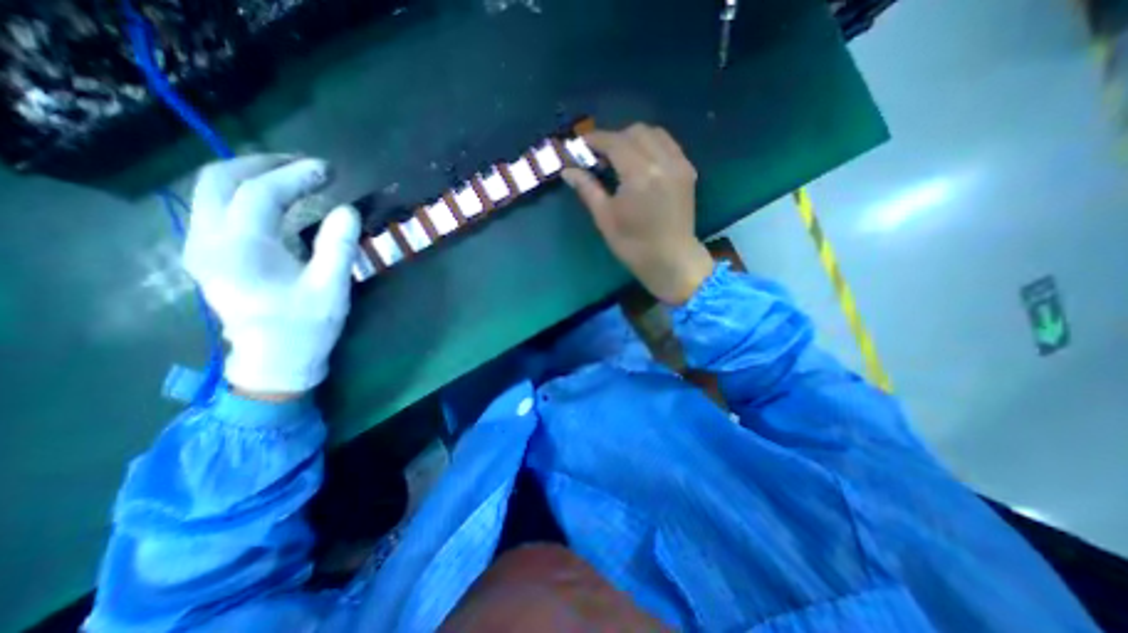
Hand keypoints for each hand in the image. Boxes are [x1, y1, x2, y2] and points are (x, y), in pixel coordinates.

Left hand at [187, 154, 361, 396]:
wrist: (274, 360)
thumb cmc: (306, 327)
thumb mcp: (331, 288)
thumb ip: (338, 246)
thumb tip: (347, 210)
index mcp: (240, 250)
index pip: (260, 193)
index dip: (296, 176)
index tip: (328, 170)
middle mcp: (207, 241)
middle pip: (220, 180)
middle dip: (265, 165)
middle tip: (307, 166)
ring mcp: (200, 246)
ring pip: (211, 190)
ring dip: (252, 175)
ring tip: (294, 176)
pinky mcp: (207, 254)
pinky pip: (215, 206)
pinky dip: (244, 192)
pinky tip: (275, 199)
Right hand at [563, 124, 713, 306]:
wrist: (671, 260)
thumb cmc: (634, 245)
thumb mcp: (605, 218)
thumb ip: (587, 189)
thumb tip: (568, 171)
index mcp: (640, 174)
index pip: (615, 142)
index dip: (595, 139)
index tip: (580, 145)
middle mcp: (662, 161)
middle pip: (635, 131)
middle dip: (614, 138)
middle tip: (599, 156)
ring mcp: (679, 164)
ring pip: (654, 133)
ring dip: (633, 138)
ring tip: (620, 158)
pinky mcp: (688, 171)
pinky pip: (668, 145)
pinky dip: (651, 145)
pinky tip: (641, 162)